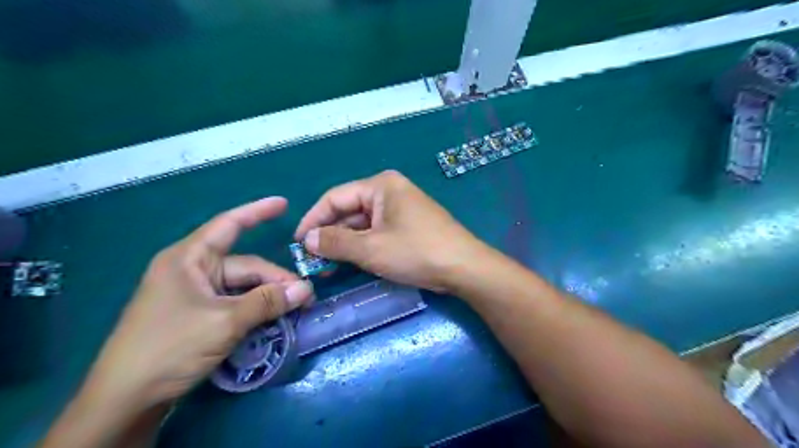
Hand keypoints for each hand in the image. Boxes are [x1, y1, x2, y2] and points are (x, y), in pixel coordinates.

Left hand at [85, 198, 313, 406]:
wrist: (124, 401)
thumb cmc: (169, 347)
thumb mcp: (225, 322)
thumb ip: (267, 302)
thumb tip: (306, 289)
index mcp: (189, 259)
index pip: (228, 225)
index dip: (257, 212)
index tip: (284, 203)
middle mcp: (192, 271)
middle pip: (245, 266)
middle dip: (275, 279)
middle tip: (305, 297)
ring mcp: (195, 294)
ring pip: (243, 287)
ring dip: (268, 297)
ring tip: (294, 309)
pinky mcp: (199, 314)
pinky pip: (235, 302)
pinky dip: (255, 309)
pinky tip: (273, 318)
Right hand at [297, 169, 486, 291]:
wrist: (464, 268)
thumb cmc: (416, 252)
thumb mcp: (370, 249)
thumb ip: (335, 242)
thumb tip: (307, 239)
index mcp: (380, 185)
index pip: (334, 198)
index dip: (313, 219)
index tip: (298, 243)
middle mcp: (390, 191)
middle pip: (349, 209)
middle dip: (329, 234)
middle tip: (311, 259)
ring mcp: (401, 208)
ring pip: (363, 223)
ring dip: (345, 242)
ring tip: (327, 265)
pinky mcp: (409, 225)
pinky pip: (377, 231)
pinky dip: (363, 245)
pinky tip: (352, 262)